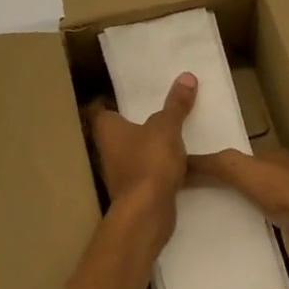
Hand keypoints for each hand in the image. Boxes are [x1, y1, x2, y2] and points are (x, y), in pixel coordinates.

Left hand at [84, 73, 197, 231]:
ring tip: (172, 133)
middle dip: (135, 123)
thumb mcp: (167, 127)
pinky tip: (179, 163)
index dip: (110, 100)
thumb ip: (176, 104)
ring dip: (148, 146)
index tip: (128, 95)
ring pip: (134, 152)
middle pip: (118, 131)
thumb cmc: (149, 161)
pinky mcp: (135, 192)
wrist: (147, 212)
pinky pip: (148, 172)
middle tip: (156, 109)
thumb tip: (186, 76)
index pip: (101, 109)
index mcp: (107, 129)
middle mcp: (107, 149)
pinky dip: (159, 167)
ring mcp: (119, 173)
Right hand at [188, 147, 288, 274]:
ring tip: (198, 212)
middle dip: (220, 182)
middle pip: (244, 177)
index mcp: (275, 155)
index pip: (239, 153)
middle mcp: (283, 176)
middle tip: (187, 191)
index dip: (215, 158)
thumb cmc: (283, 193)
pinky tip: (223, 232)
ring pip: (249, 201)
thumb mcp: (240, 168)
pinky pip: (257, 223)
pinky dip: (241, 224)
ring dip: (229, 204)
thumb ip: (212, 163)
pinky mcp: (288, 231)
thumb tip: (179, 161)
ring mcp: (288, 205)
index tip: (187, 168)